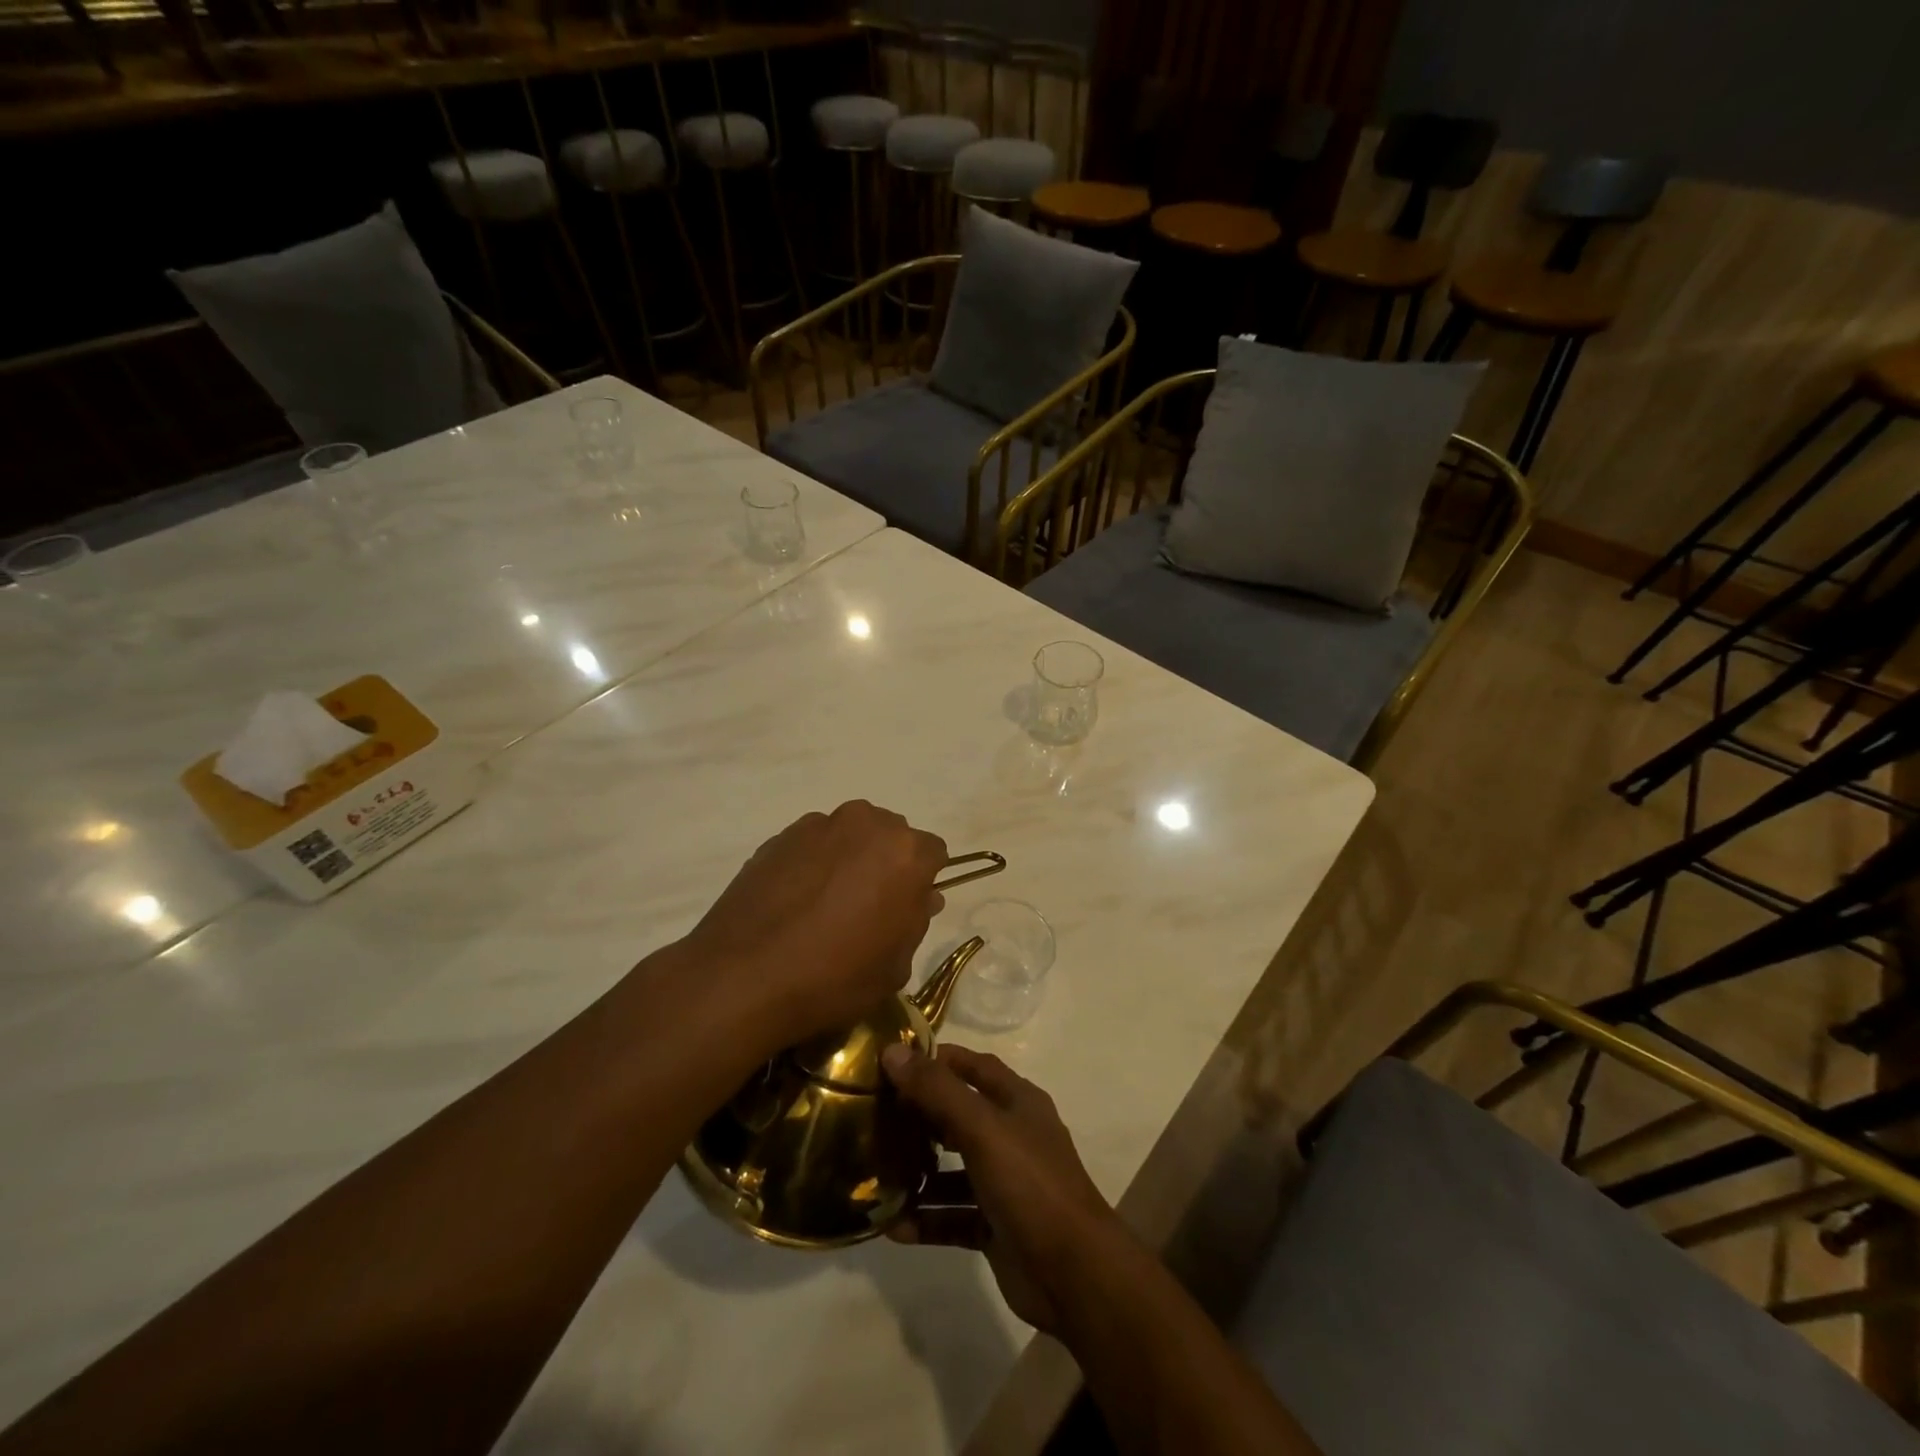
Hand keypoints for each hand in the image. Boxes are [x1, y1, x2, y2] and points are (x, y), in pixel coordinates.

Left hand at [677, 801, 948, 1048]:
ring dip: (850, 859)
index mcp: (906, 852)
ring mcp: (820, 825)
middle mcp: (867, 824)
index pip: (933, 854)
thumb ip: (916, 921)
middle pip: (891, 836)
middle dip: (887, 863)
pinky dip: (813, 863)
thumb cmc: (835, 977)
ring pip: (850, 835)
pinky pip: (813, 844)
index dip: (922, 882)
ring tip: (826, 904)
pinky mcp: (781, 835)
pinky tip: (795, 902)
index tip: (905, 910)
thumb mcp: (895, 966)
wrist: (744, 976)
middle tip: (868, 906)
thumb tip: (922, 896)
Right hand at [881, 1043, 1128, 1333]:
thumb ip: (938, 1090)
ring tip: (875, 1172)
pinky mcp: (995, 1226)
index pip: (974, 1065)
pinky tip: (891, 1225)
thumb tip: (892, 1052)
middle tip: (875, 1116)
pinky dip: (926, 1218)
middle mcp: (1011, 1136)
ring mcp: (1004, 1183)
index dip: (937, 1059)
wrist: (1074, 1274)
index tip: (893, 1061)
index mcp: (1017, 1102)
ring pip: (953, 1170)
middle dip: (920, 1115)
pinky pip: (953, 1216)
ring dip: (919, 1172)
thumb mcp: (983, 1128)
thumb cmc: (1030, 1183)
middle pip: (959, 1115)